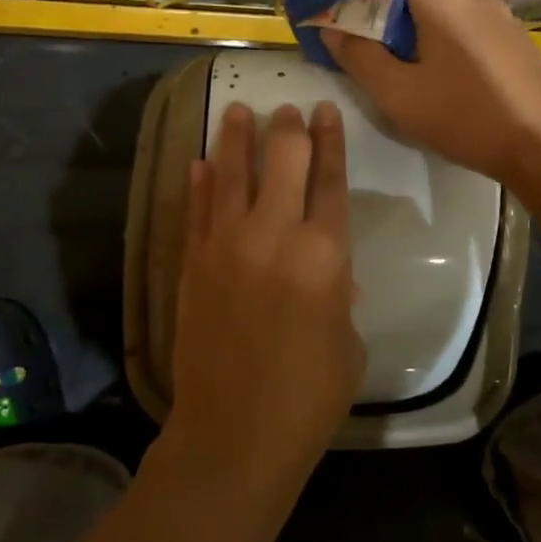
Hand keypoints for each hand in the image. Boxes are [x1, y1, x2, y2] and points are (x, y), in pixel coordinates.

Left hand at [166, 101, 364, 480]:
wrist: (235, 433)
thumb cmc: (309, 396)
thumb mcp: (347, 343)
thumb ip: (340, 297)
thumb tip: (333, 275)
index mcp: (325, 252)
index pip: (330, 178)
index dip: (330, 139)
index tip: (325, 111)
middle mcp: (275, 234)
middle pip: (282, 160)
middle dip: (287, 128)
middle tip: (287, 108)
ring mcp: (227, 244)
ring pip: (230, 173)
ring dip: (236, 138)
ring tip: (238, 111)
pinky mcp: (193, 263)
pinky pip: (195, 210)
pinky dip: (197, 183)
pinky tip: (197, 162)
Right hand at [321, 0, 540, 188]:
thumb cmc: (464, 117)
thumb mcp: (397, 94)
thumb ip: (359, 56)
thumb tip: (332, 28)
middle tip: (356, 27)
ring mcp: (500, 16)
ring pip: (444, 2)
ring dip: (412, 16)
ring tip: (393, 52)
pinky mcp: (515, 40)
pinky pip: (466, 21)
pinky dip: (439, 30)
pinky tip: (436, 68)